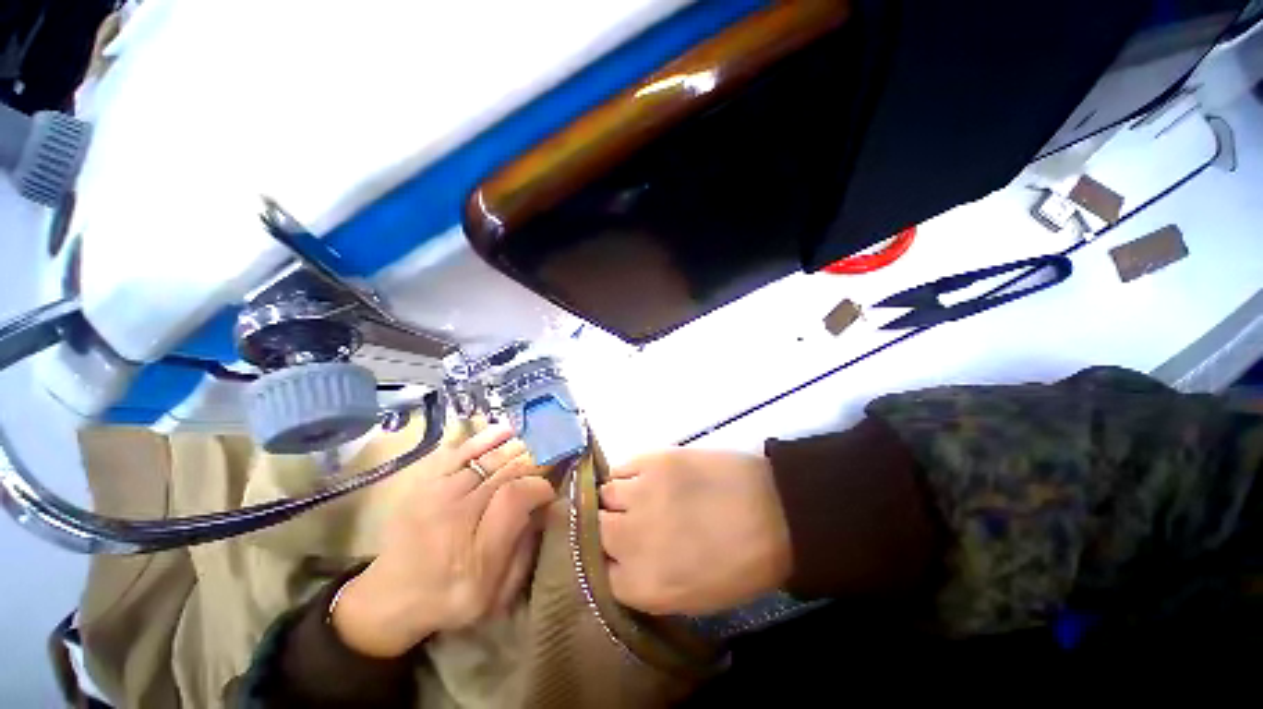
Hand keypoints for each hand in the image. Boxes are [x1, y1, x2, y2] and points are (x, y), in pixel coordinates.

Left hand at [333, 424, 554, 656]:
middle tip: (553, 459)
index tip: (551, 491)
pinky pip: (460, 451)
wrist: (391, 597)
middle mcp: (456, 514)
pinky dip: (486, 438)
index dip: (540, 486)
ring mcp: (437, 493)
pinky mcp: (426, 482)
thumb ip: (525, 551)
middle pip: (505, 471)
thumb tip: (545, 511)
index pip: (517, 496)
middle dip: (535, 461)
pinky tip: (507, 430)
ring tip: (538, 443)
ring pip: (488, 459)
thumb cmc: (451, 596)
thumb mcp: (496, 592)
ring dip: (518, 447)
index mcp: (478, 549)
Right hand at [598, 448, 791, 615]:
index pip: (597, 573)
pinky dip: (626, 476)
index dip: (607, 560)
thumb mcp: (693, 598)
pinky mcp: (654, 460)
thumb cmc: (741, 564)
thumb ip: (646, 584)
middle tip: (626, 522)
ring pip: (604, 495)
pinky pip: (621, 468)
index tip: (616, 552)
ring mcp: (641, 494)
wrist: (775, 512)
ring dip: (616, 499)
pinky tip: (644, 479)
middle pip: (594, 531)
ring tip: (638, 497)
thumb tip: (622, 562)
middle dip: (606, 529)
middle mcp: (632, 540)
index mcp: (643, 586)